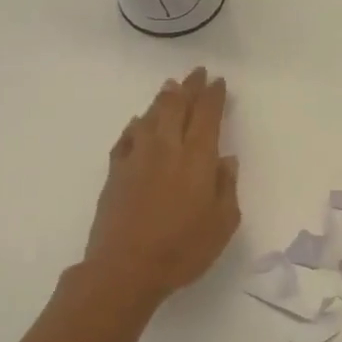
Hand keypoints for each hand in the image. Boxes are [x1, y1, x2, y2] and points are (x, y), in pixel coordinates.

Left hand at [84, 68, 240, 301]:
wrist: (125, 269)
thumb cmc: (183, 249)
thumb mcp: (222, 223)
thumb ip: (226, 186)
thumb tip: (225, 160)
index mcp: (197, 158)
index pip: (207, 116)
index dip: (213, 96)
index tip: (217, 81)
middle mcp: (166, 149)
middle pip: (176, 107)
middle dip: (189, 87)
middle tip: (196, 73)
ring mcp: (137, 158)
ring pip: (150, 117)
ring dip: (162, 100)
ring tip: (170, 88)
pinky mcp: (115, 173)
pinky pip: (127, 138)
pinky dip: (135, 126)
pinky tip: (138, 123)